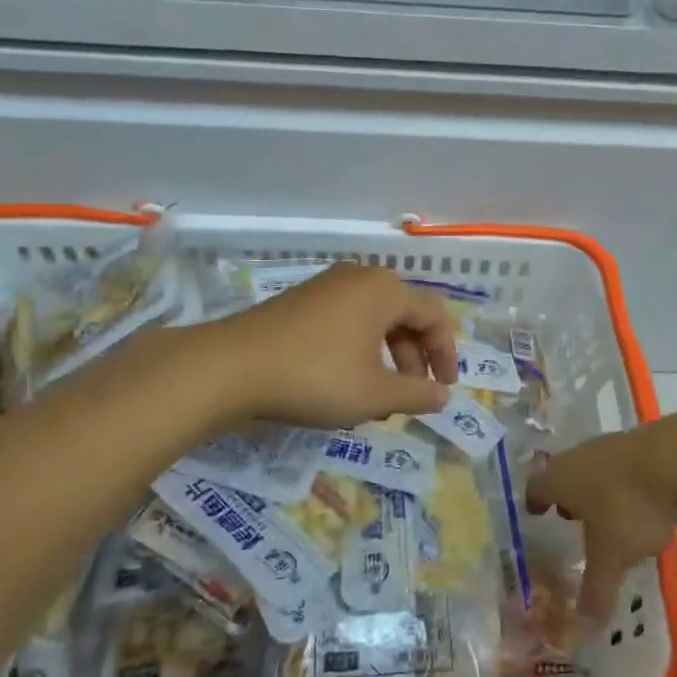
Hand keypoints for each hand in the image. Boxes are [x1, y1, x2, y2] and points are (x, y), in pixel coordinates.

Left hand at [197, 262, 459, 427]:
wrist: (230, 368)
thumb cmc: (315, 376)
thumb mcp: (375, 394)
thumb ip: (416, 394)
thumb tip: (442, 395)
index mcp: (384, 290)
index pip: (433, 316)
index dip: (446, 354)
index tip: (444, 389)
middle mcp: (358, 278)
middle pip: (404, 315)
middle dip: (414, 358)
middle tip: (411, 396)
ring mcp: (325, 287)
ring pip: (374, 321)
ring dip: (386, 358)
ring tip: (379, 397)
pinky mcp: (300, 302)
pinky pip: (346, 321)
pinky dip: (359, 350)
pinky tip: (346, 382)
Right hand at [528, 422, 676, 629]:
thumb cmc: (629, 506)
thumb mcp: (612, 556)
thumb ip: (596, 588)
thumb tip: (584, 624)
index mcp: (559, 479)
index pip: (535, 488)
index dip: (535, 503)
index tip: (537, 514)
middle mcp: (576, 456)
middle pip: (563, 475)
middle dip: (566, 497)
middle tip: (571, 519)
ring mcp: (608, 444)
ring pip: (592, 468)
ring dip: (595, 489)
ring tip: (606, 514)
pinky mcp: (638, 441)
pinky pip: (619, 465)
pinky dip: (621, 482)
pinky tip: (638, 500)